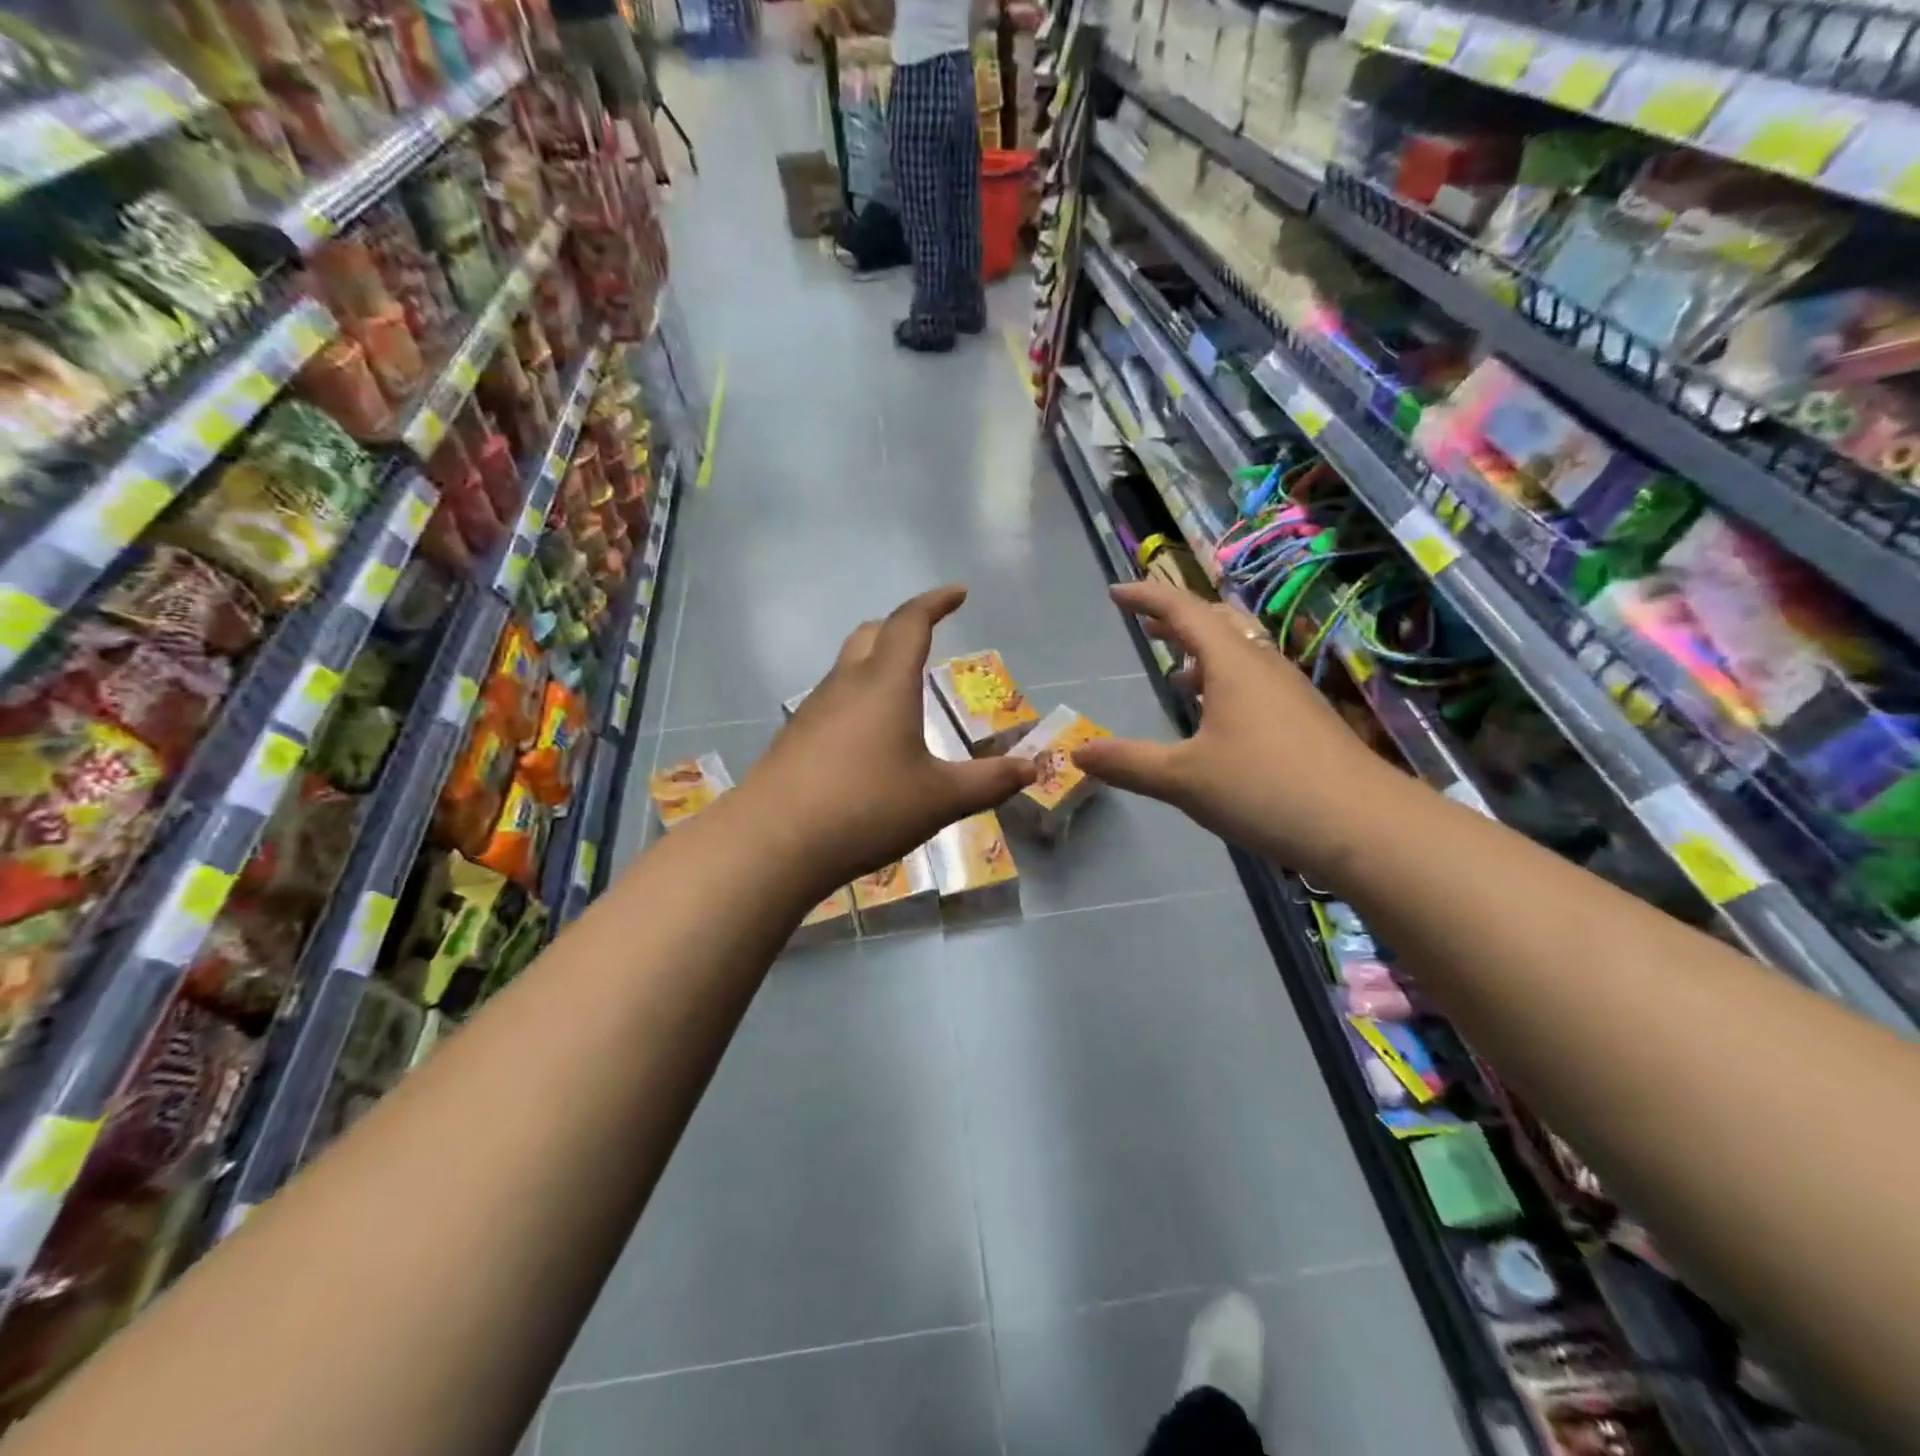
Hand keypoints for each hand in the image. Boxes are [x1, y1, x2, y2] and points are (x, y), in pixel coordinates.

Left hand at [741, 586, 1037, 896]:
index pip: (911, 623)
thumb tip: (1033, 768)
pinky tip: (865, 740)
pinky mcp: (793, 739)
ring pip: (846, 668)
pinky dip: (856, 700)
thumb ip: (989, 782)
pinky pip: (831, 702)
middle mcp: (845, 685)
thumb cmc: (866, 807)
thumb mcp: (940, 798)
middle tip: (925, 636)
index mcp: (885, 683)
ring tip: (901, 692)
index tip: (958, 593)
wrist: (773, 843)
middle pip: (870, 634)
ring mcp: (812, 711)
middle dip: (900, 627)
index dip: (936, 602)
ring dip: (875, 664)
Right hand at [1072, 580, 1407, 875]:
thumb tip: (1078, 753)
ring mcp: (1290, 692)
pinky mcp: (1306, 720)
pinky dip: (1227, 680)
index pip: (1182, 611)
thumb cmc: (1265, 789)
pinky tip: (1219, 717)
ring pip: (1242, 652)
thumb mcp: (1183, 778)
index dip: (1147, 598)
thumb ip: (1129, 763)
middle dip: (1179, 619)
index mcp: (1232, 664)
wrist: (1364, 826)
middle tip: (1149, 626)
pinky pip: (1258, 680)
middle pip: (1218, 622)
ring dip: (1205, 651)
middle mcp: (1263, 666)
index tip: (1116, 593)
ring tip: (1178, 670)